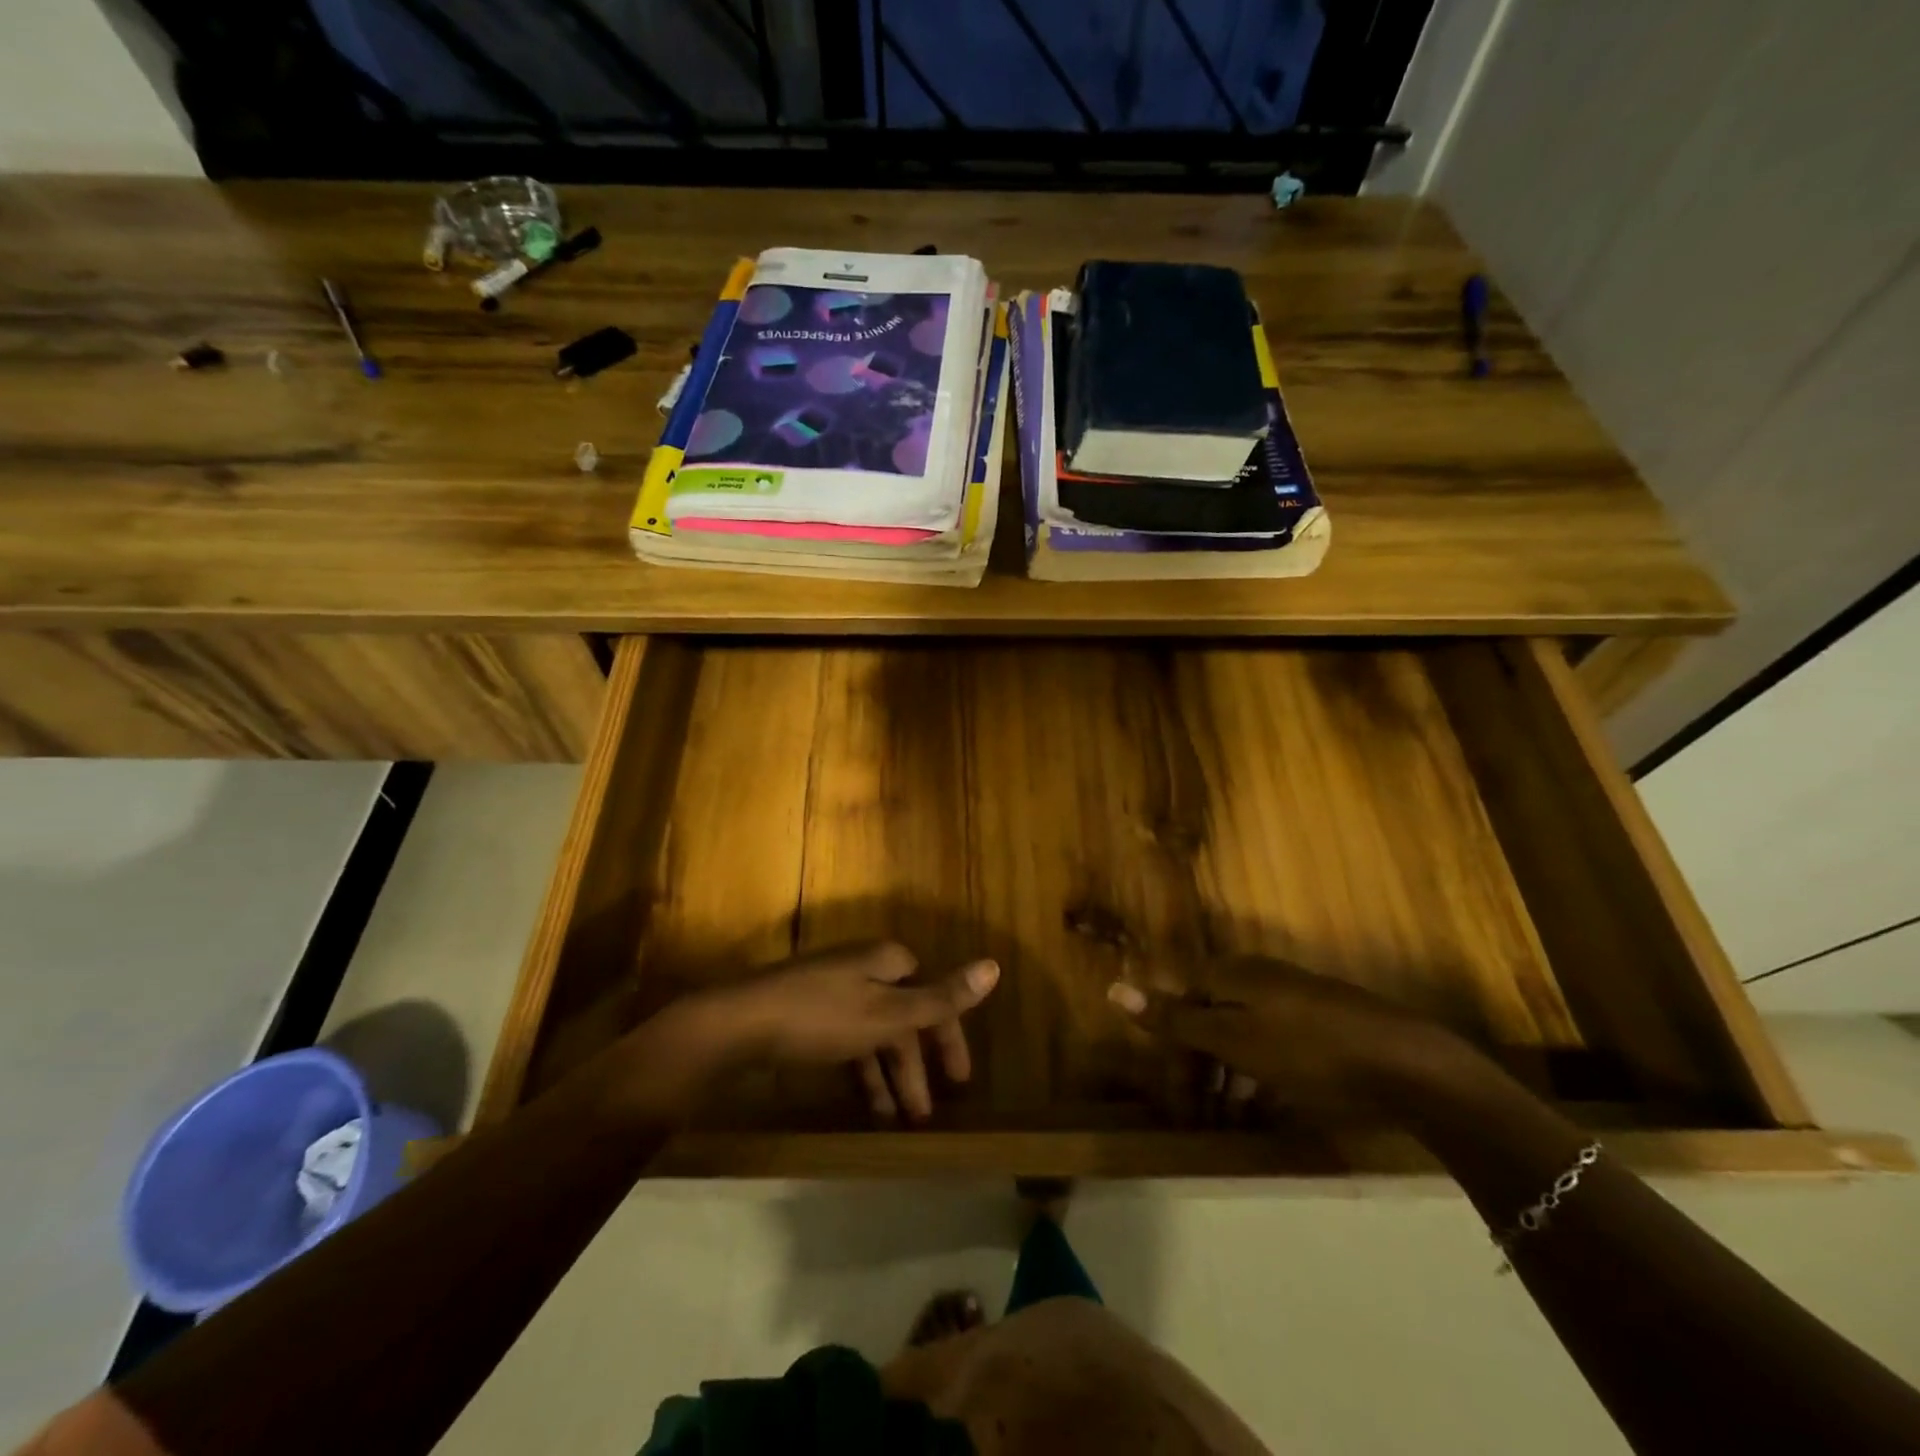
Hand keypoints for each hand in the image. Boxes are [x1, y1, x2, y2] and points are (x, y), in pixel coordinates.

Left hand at [669, 943, 998, 1120]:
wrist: (738, 1024)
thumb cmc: (821, 1017)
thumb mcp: (888, 1013)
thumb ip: (941, 998)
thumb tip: (994, 966)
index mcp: (888, 962)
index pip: (932, 996)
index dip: (948, 1037)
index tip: (959, 1081)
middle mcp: (864, 969)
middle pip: (903, 1017)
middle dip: (916, 1066)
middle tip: (925, 1115)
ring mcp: (833, 990)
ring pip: (875, 1034)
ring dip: (889, 1076)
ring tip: (895, 1121)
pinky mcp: (808, 1013)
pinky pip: (848, 1042)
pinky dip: (861, 1070)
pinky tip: (863, 1103)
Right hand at [1108, 956, 1471, 1111]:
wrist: (1411, 1065)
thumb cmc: (1309, 1051)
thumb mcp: (1234, 1038)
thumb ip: (1175, 1018)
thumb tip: (1113, 987)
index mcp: (1233, 974)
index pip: (1183, 1002)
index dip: (1174, 1050)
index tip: (1178, 1098)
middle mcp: (1260, 978)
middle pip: (1212, 1017)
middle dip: (1201, 1066)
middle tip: (1203, 1115)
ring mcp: (1296, 1000)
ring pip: (1245, 1035)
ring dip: (1231, 1075)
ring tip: (1235, 1118)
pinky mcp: (1326, 1025)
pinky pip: (1276, 1047)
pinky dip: (1263, 1075)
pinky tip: (1272, 1107)